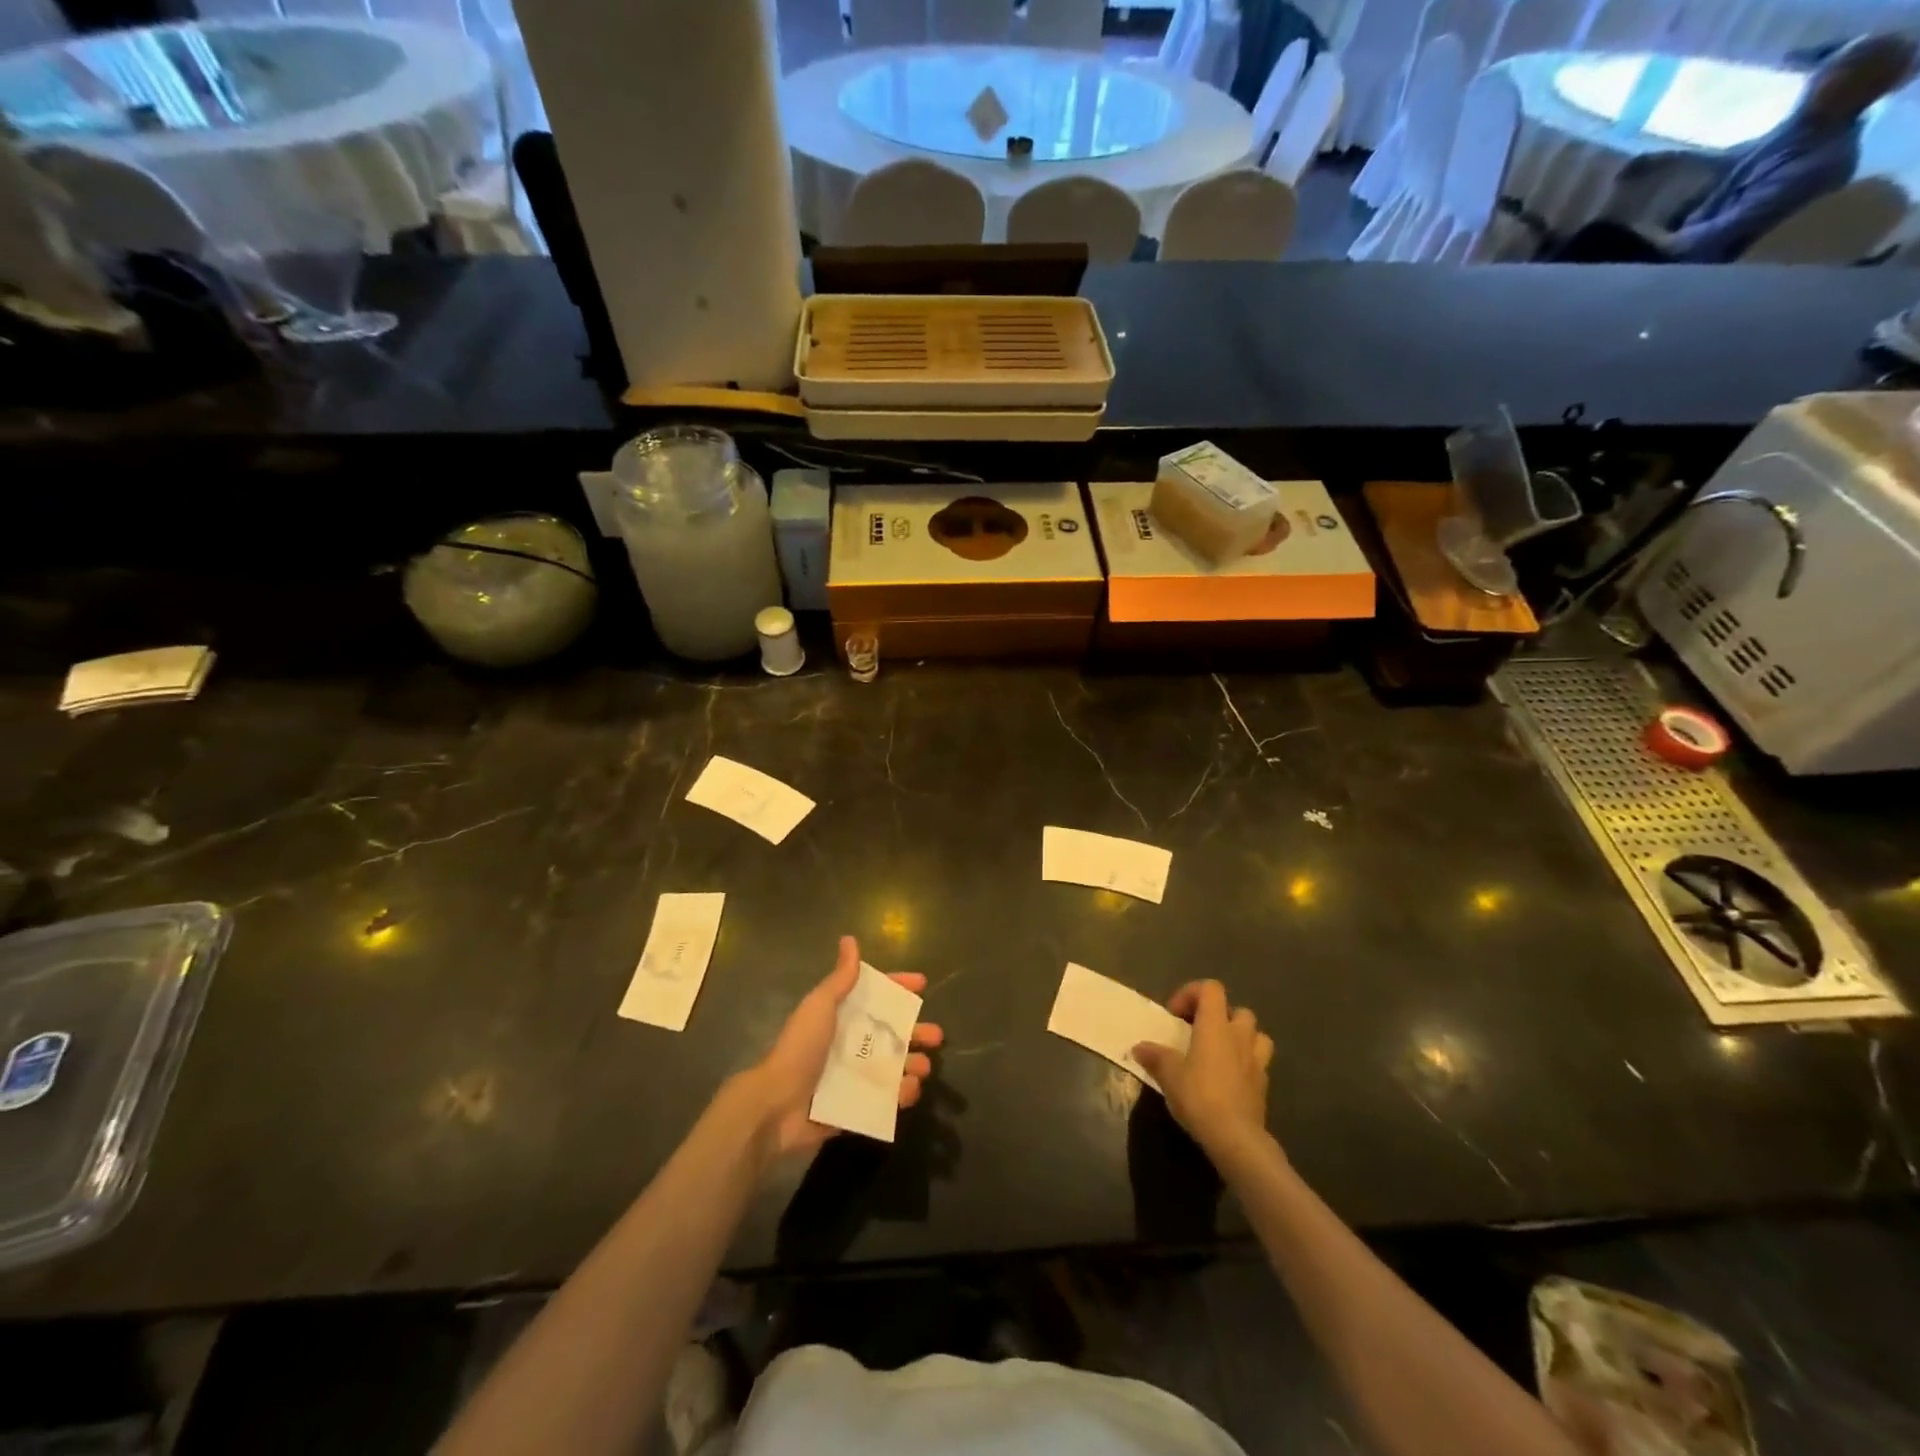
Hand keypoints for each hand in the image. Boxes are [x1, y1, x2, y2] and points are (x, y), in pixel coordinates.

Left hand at [743, 935, 942, 1163]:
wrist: (777, 1104)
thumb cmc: (801, 1048)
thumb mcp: (820, 1006)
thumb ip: (840, 978)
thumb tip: (849, 939)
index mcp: (843, 1018)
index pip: (876, 997)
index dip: (898, 988)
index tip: (923, 984)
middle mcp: (851, 1045)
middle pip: (892, 1034)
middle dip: (917, 1032)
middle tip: (936, 1036)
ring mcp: (855, 1077)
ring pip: (895, 1067)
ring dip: (914, 1065)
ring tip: (923, 1067)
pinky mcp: (857, 1107)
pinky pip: (886, 1099)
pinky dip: (901, 1095)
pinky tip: (909, 1090)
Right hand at [1133, 981, 1272, 1161]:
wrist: (1236, 1138)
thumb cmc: (1199, 1096)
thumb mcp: (1168, 1075)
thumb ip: (1155, 1056)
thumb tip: (1139, 1047)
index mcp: (1215, 1025)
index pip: (1211, 988)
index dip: (1192, 994)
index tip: (1175, 1015)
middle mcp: (1239, 1036)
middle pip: (1238, 1010)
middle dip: (1220, 1016)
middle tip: (1200, 1033)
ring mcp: (1256, 1061)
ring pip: (1256, 1035)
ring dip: (1240, 1037)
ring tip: (1221, 1052)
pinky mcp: (1264, 1085)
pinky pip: (1258, 1063)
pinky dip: (1246, 1063)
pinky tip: (1229, 1079)